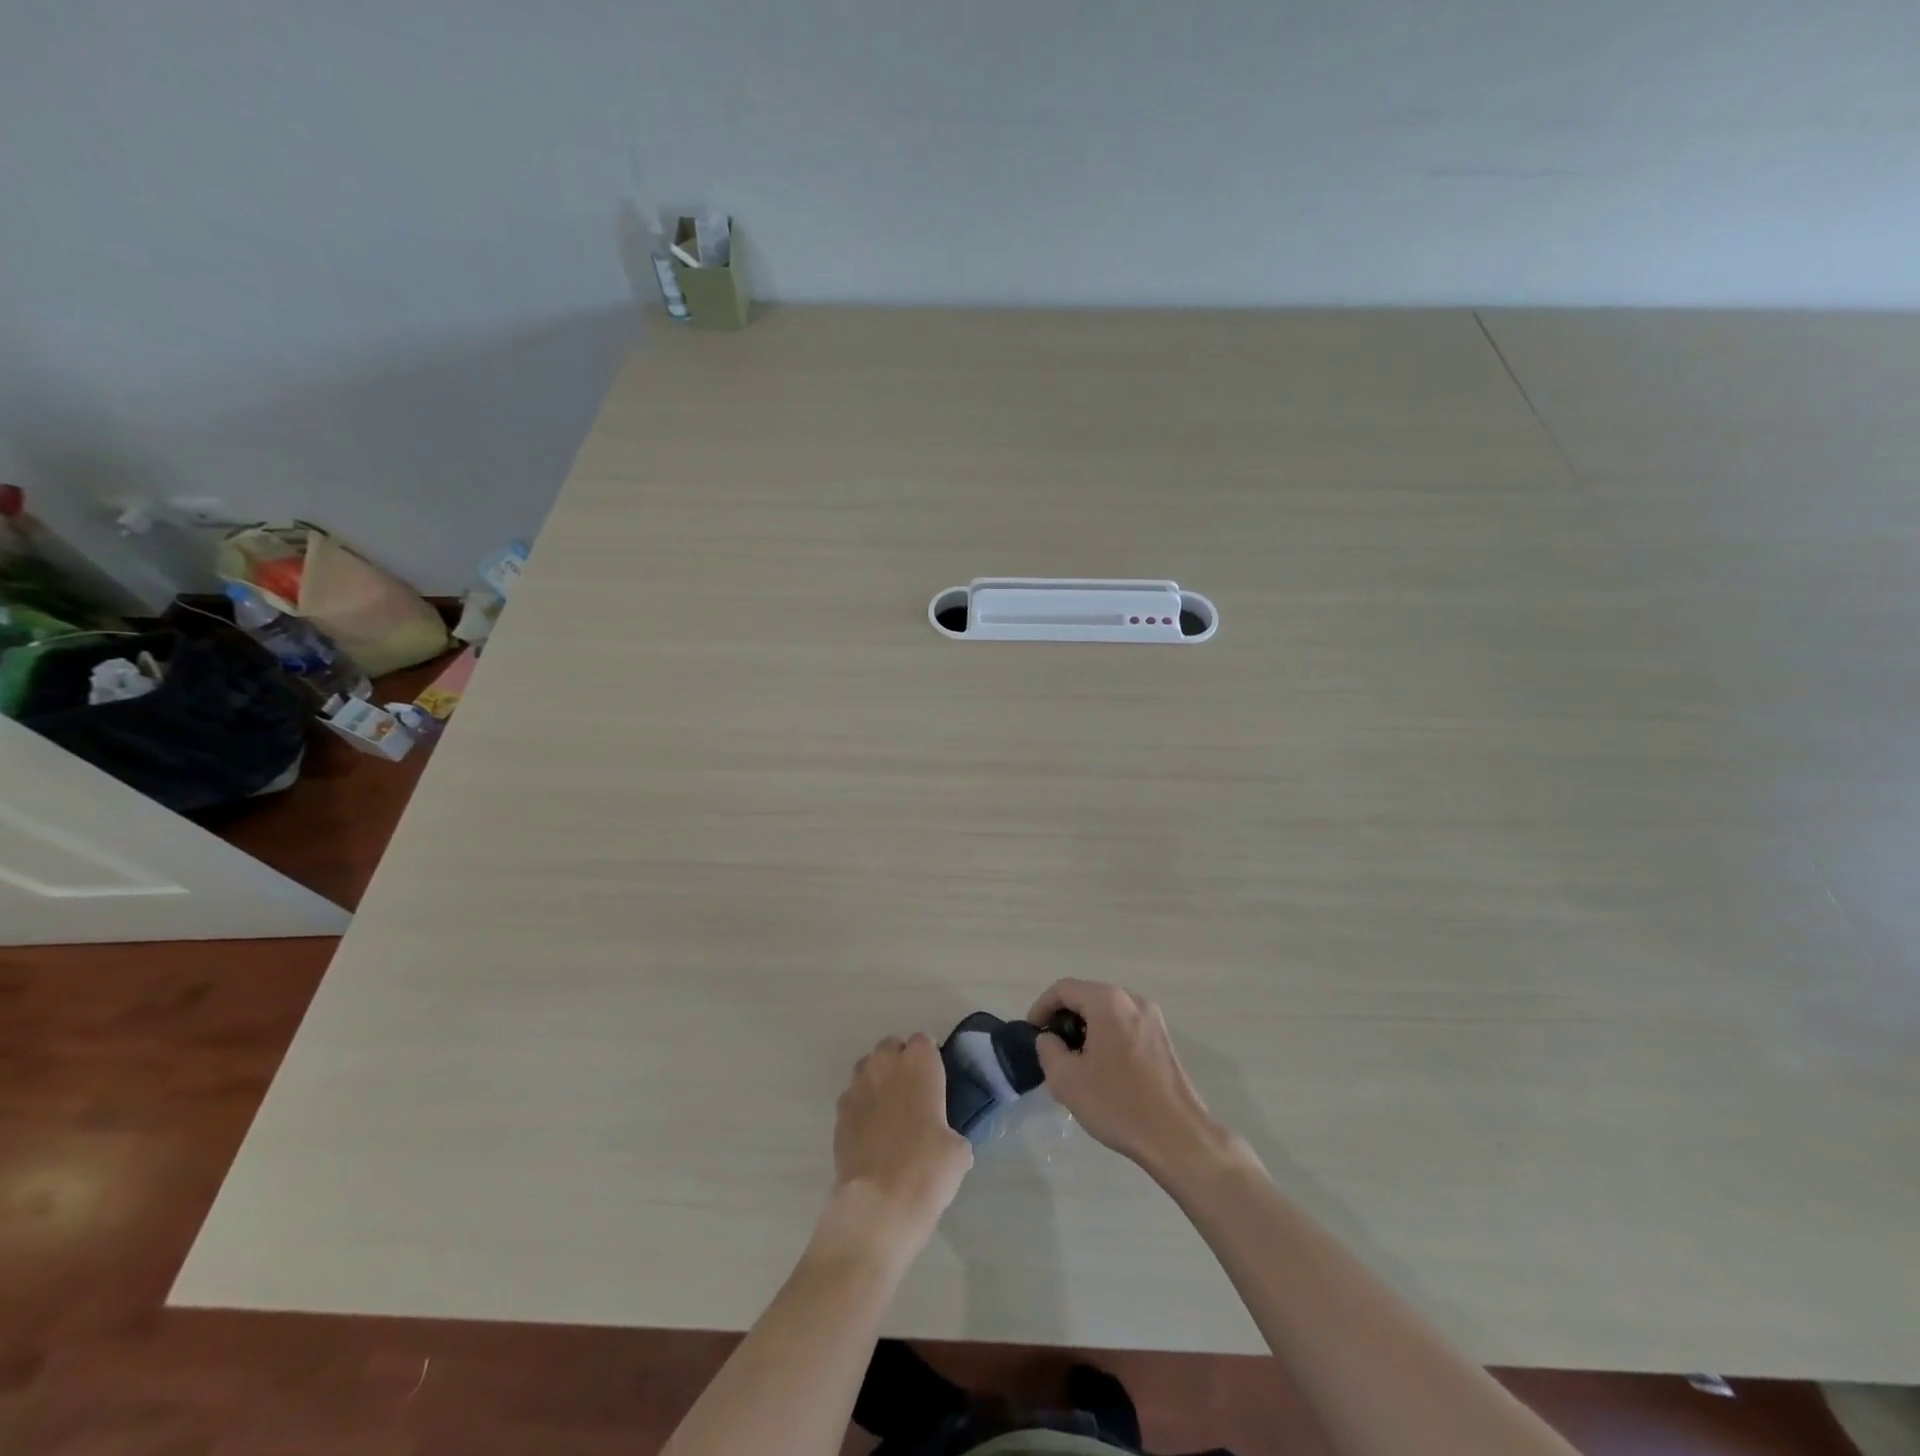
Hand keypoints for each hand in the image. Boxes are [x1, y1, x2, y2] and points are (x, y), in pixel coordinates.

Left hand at [822, 1033, 972, 1262]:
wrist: (878, 1205)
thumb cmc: (927, 1169)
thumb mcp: (958, 1151)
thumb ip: (950, 1131)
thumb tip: (946, 1140)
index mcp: (919, 1064)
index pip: (924, 1041)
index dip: (929, 1060)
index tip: (936, 1082)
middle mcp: (885, 1065)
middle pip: (890, 1047)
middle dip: (900, 1063)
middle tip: (913, 1095)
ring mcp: (857, 1087)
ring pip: (867, 1068)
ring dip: (878, 1081)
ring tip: (889, 1112)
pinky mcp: (838, 1114)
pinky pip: (853, 1098)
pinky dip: (862, 1108)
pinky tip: (871, 1134)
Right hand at [1029, 979, 1231, 1178]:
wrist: (1178, 1137)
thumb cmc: (1118, 1104)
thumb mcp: (1067, 1080)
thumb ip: (1048, 1050)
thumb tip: (1049, 1038)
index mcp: (1108, 1002)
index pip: (1064, 989)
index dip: (1041, 1007)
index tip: (1032, 1033)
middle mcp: (1132, 1000)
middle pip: (1087, 996)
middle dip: (1064, 1018)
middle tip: (1052, 1049)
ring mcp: (1153, 1019)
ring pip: (1107, 1012)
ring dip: (1086, 1029)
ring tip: (1075, 1062)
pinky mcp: (1164, 1039)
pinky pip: (1125, 1026)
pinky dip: (1107, 1037)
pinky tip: (1103, 1070)